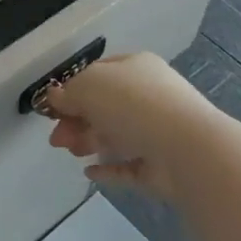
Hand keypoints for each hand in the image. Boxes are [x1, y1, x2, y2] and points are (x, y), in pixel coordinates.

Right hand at [45, 53, 222, 199]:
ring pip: (116, 135)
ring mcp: (159, 131)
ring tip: (71, 152)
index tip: (53, 110)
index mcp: (135, 67)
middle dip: (76, 121)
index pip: (98, 74)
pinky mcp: (162, 165)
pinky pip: (130, 165)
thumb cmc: (133, 104)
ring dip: (89, 141)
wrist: (187, 148)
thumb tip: (54, 98)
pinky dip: (109, 168)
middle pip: (104, 107)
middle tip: (56, 139)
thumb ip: (67, 93)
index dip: (73, 90)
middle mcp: (150, 95)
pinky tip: (89, 173)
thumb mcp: (88, 86)